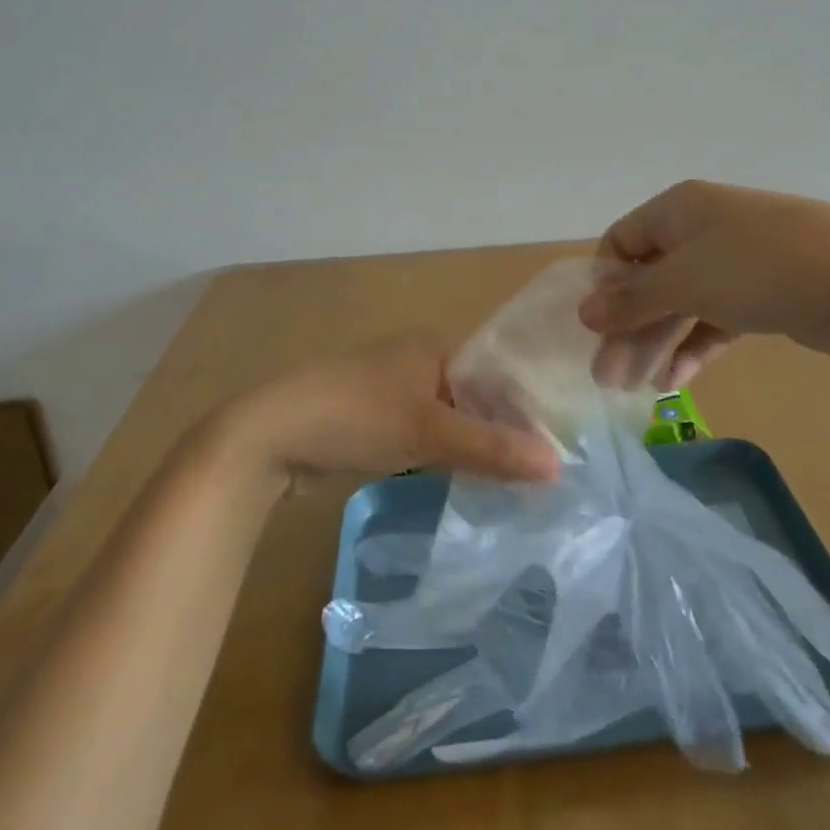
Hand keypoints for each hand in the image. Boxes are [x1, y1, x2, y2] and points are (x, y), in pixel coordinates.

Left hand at [221, 334, 562, 487]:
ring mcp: (386, 390)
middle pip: (470, 398)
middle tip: (530, 473)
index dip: (521, 410)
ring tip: (503, 482)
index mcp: (432, 346)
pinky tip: (455, 480)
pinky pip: (417, 435)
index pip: (493, 375)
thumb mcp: (430, 432)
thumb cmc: (358, 416)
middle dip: (494, 432)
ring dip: (466, 446)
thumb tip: (557, 466)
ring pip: (443, 419)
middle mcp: (412, 360)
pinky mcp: (366, 419)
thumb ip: (492, 449)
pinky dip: (435, 454)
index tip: (548, 449)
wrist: (271, 434)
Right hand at [580, 180, 829, 388]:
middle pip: (649, 280)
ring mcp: (734, 264)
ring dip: (656, 343)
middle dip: (627, 328)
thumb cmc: (759, 267)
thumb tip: (585, 312)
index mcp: (678, 210)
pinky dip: (693, 348)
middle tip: (608, 378)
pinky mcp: (761, 297)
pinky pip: (713, 321)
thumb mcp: (685, 280)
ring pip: (681, 304)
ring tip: (636, 388)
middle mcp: (702, 231)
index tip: (595, 329)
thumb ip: (632, 299)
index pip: (621, 242)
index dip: (604, 284)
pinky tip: (675, 383)